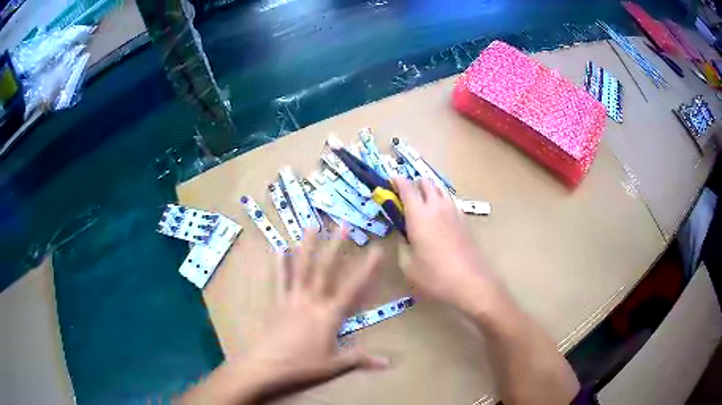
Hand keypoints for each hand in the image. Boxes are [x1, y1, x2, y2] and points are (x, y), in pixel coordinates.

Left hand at [240, 227, 388, 399]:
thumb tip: (389, 362)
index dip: (368, 268)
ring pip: (302, 268)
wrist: (267, 365)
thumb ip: (361, 359)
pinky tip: (279, 248)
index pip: (354, 288)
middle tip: (344, 223)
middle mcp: (312, 300)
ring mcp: (293, 298)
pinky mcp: (278, 302)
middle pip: (326, 269)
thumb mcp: (335, 365)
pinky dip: (280, 264)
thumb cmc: (303, 366)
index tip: (377, 249)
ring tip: (311, 225)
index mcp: (329, 315)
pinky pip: (280, 279)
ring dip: (308, 246)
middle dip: (336, 245)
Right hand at [394, 177, 505, 316]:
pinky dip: (441, 202)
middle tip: (405, 197)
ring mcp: (454, 212)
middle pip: (426, 182)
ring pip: (440, 189)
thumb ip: (402, 246)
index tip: (390, 181)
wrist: (471, 282)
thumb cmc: (435, 276)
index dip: (397, 181)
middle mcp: (437, 207)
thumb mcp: (408, 266)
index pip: (406, 187)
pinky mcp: (464, 220)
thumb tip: (403, 237)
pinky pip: (450, 201)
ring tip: (422, 206)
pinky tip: (439, 218)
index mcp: (419, 215)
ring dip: (429, 191)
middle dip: (414, 184)